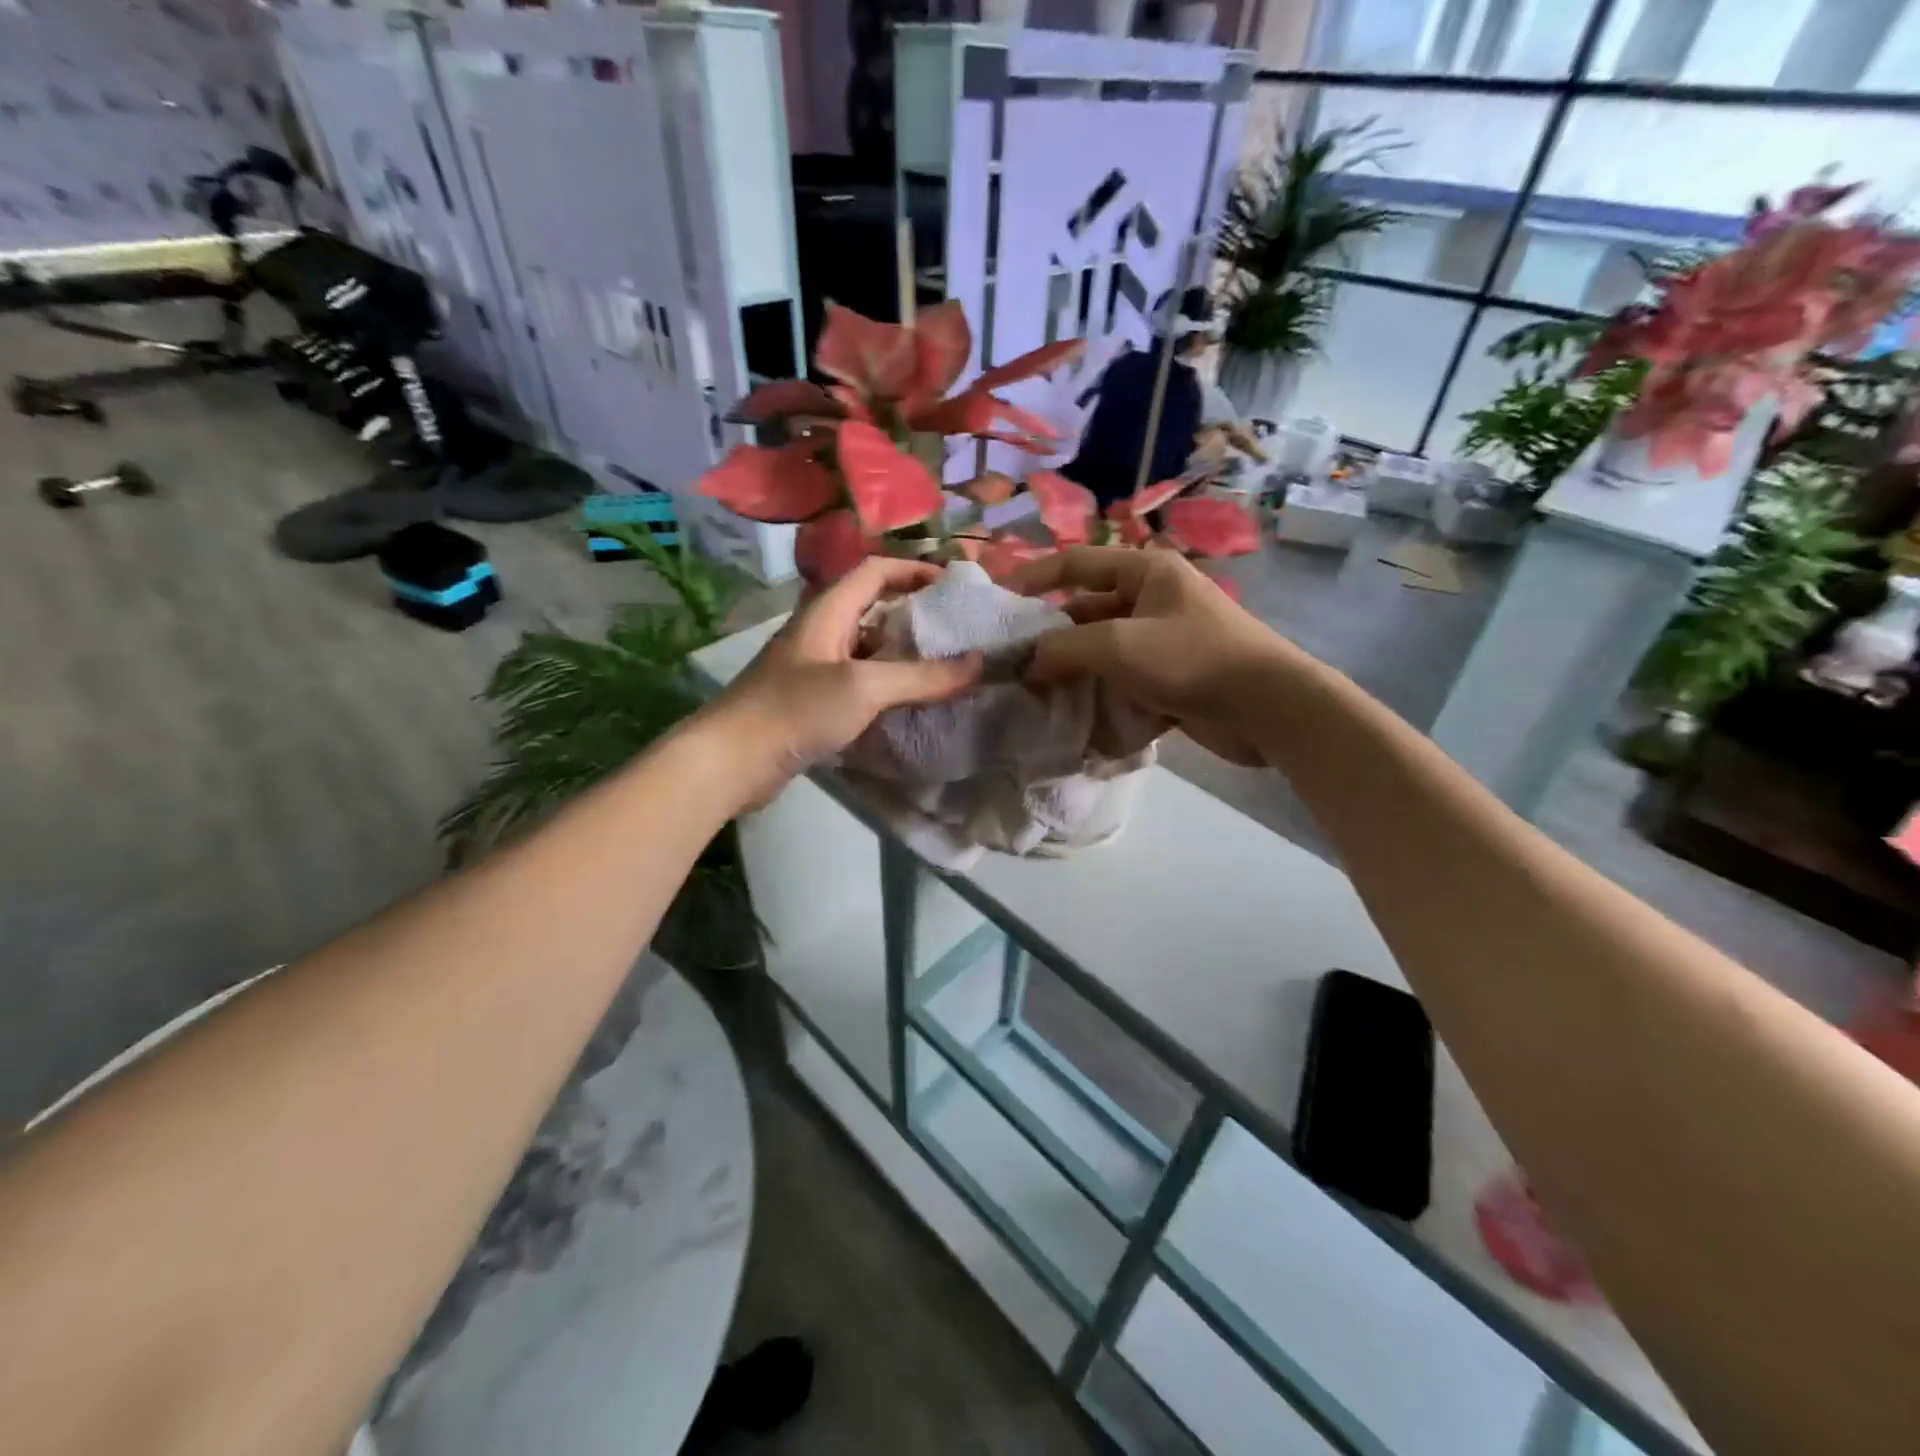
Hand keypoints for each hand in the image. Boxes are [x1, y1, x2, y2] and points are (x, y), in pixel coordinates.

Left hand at [707, 557, 981, 804]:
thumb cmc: (796, 710)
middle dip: (915, 613)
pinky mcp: (811, 701)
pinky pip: (859, 682)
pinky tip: (911, 703)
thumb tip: (979, 663)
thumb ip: (922, 676)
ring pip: (868, 648)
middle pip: (873, 607)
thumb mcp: (864, 687)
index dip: (915, 570)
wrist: (732, 761)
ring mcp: (814, 668)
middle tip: (957, 629)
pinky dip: (887, 685)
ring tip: (945, 666)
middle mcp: (820, 631)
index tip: (954, 585)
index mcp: (827, 610)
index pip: (876, 571)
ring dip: (903, 653)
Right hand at [1008, 547, 1310, 766]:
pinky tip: (1071, 714)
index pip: (1076, 563)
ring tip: (1032, 693)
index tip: (997, 599)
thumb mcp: (1120, 646)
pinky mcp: (1170, 678)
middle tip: (1011, 661)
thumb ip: (1065, 649)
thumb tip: (1026, 663)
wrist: (1268, 709)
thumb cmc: (1193, 659)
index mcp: (1146, 571)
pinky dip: (1098, 694)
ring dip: (1072, 670)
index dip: (1034, 577)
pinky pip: (1121, 680)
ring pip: (1101, 650)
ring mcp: (1162, 640)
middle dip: (1050, 636)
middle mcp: (1152, 599)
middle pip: (1086, 611)